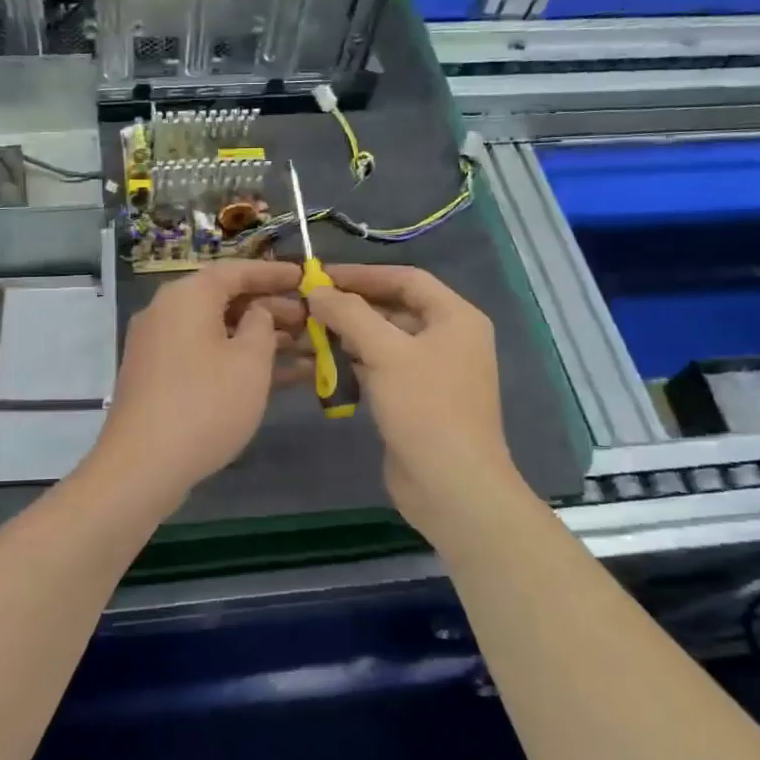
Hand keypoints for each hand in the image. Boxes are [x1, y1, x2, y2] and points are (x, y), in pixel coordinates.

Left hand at [84, 260, 304, 510]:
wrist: (143, 465)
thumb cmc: (206, 404)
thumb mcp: (249, 361)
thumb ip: (262, 325)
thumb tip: (257, 312)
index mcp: (186, 297)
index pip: (236, 271)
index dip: (274, 273)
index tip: (306, 277)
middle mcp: (167, 313)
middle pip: (225, 300)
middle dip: (271, 310)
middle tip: (311, 320)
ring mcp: (159, 347)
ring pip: (218, 332)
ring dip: (259, 339)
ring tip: (306, 349)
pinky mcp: (159, 378)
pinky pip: (205, 356)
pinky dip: (237, 361)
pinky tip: (277, 378)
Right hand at [304, 264, 527, 536]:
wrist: (452, 486)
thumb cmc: (425, 408)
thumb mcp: (386, 352)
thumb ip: (350, 314)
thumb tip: (316, 291)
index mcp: (455, 318)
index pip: (406, 279)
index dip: (363, 274)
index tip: (321, 275)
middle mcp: (448, 339)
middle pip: (393, 310)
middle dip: (350, 308)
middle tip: (306, 306)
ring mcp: (433, 372)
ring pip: (383, 342)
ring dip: (346, 338)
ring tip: (305, 335)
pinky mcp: (416, 401)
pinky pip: (381, 370)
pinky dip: (353, 366)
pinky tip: (321, 367)